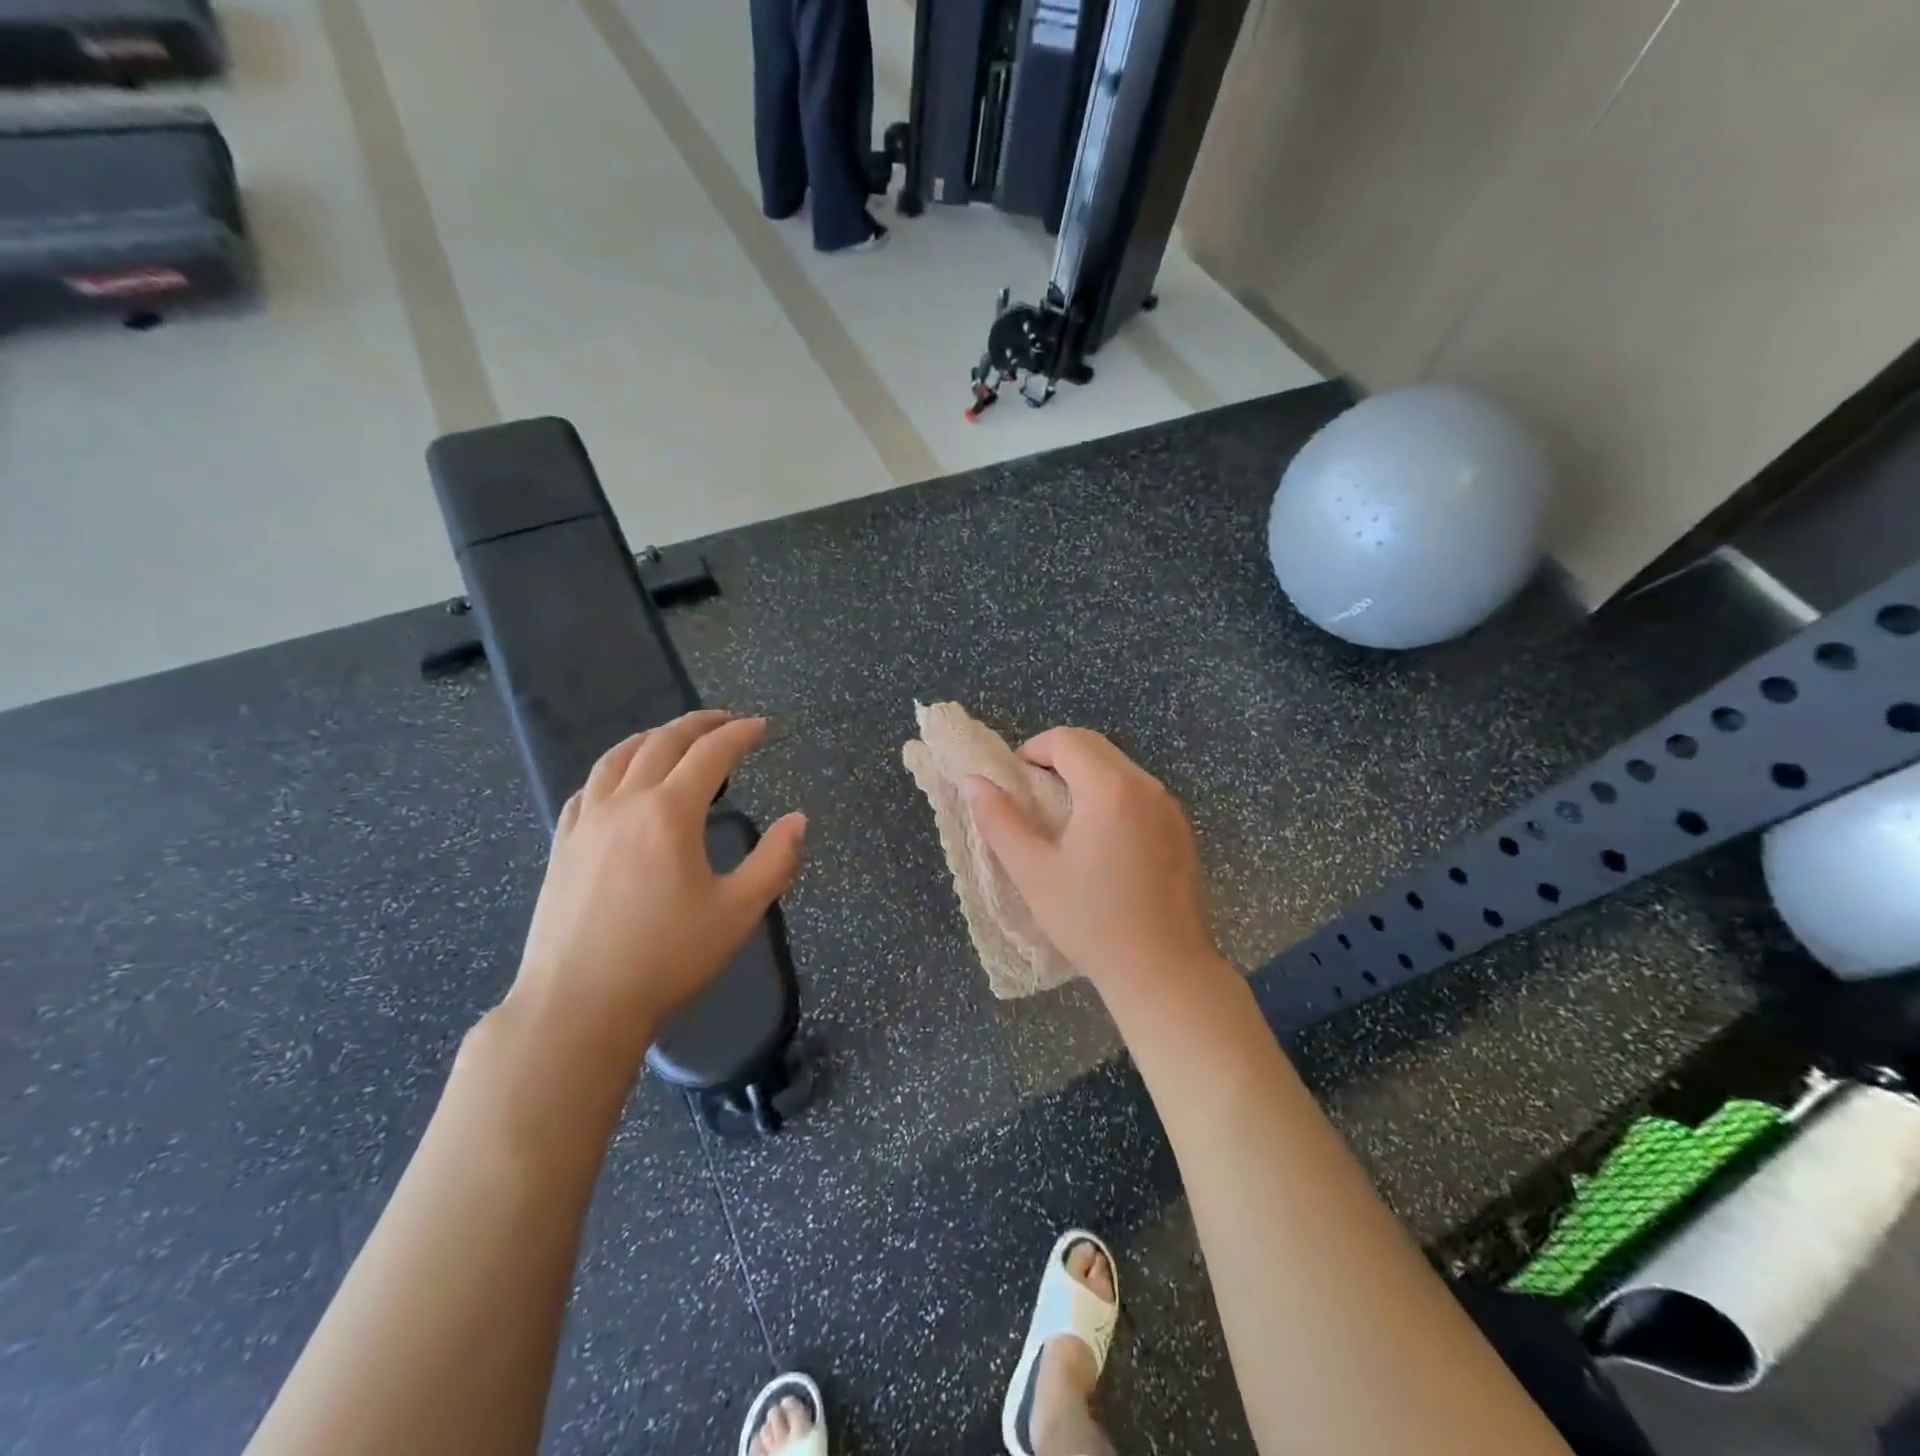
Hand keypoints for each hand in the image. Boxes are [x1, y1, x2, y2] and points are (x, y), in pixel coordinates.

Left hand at [505, 711, 805, 1071]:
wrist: (578, 1007)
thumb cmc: (667, 958)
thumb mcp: (738, 912)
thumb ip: (775, 861)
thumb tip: (798, 820)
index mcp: (669, 813)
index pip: (710, 754)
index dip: (740, 734)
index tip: (763, 728)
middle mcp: (624, 804)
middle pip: (662, 743)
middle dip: (699, 724)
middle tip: (726, 721)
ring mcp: (586, 823)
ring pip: (616, 758)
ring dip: (651, 738)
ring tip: (672, 739)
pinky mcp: (562, 847)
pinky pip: (587, 789)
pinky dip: (612, 771)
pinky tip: (619, 785)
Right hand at [964, 727, 1218, 988]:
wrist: (1164, 971)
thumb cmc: (1091, 920)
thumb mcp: (1033, 872)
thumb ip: (1000, 820)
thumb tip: (973, 782)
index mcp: (1110, 789)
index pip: (1066, 740)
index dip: (1032, 750)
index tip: (1014, 783)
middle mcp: (1146, 786)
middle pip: (1095, 747)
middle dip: (1057, 758)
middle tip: (1032, 796)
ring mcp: (1170, 809)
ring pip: (1119, 768)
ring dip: (1085, 777)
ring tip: (1062, 820)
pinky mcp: (1181, 831)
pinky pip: (1140, 794)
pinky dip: (1112, 797)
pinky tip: (1100, 842)